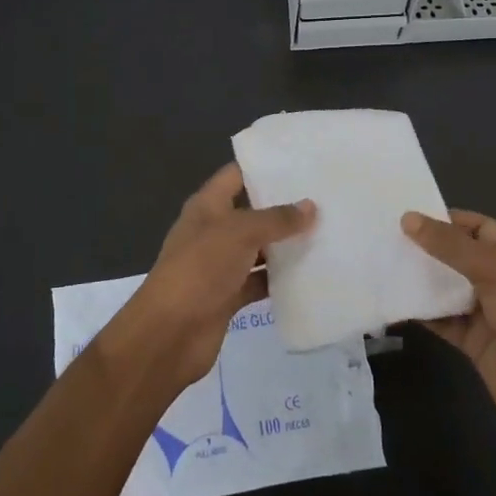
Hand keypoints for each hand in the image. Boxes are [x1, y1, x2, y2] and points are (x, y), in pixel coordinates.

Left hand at [102, 164, 314, 392]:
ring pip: (258, 248)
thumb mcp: (239, 233)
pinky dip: (279, 279)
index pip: (236, 175)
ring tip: (327, 232)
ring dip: (285, 244)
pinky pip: (259, 281)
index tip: (301, 161)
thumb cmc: (200, 269)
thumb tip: (311, 207)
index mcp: (207, 206)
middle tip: (325, 198)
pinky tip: (310, 274)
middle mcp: (213, 231)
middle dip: (283, 207)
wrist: (169, 334)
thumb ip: (276, 219)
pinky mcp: (228, 296)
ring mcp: (220, 265)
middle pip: (251, 212)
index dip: (264, 166)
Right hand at [403, 209, 495, 476]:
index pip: (478, 227)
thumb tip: (408, 219)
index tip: (408, 215)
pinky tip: (393, 301)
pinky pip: (441, 320)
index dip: (446, 219)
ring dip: (419, 279)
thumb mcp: (493, 271)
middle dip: (426, 247)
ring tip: (381, 264)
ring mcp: (485, 313)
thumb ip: (450, 246)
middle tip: (385, 237)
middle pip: (457, 256)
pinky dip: (420, 312)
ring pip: (446, 288)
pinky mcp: (472, 342)